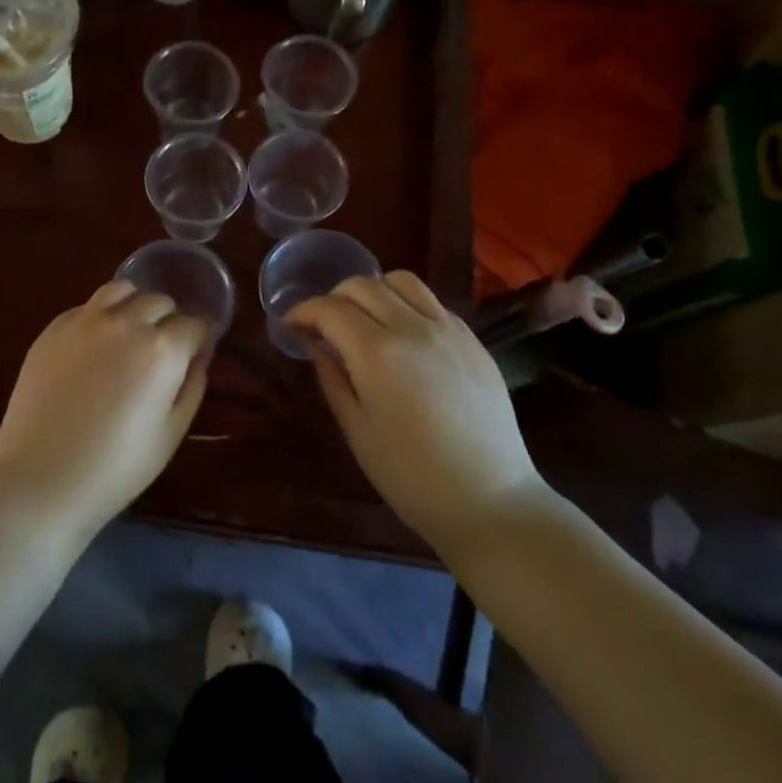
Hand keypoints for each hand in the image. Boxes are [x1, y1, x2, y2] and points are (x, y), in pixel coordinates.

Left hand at [0, 281, 209, 537]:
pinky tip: (95, 343)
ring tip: (130, 331)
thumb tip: (197, 358)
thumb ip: (191, 387)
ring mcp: (85, 321)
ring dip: (134, 305)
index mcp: (162, 349)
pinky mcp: (52, 329)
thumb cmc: (115, 468)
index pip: (194, 324)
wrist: (41, 479)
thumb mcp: (170, 434)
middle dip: (169, 320)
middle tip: (163, 349)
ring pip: (121, 290)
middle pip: (160, 301)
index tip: (195, 352)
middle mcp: (126, 323)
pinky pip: (86, 307)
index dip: (199, 338)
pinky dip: (100, 315)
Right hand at [288, 272, 542, 552]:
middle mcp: (413, 327)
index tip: (290, 325)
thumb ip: (333, 378)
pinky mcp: (472, 340)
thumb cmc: (412, 477)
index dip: (303, 311)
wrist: (491, 502)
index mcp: (378, 353)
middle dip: (333, 298)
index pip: (330, 309)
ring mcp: (448, 329)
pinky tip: (403, 335)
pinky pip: (432, 302)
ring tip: (364, 320)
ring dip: (373, 291)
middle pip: (363, 285)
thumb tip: (315, 344)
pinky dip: (406, 304)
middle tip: (323, 326)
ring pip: (401, 281)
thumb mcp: (358, 431)